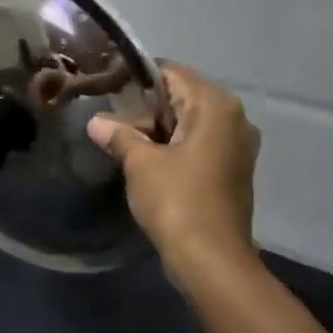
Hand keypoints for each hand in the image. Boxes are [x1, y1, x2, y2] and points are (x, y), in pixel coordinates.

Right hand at [86, 62, 260, 270]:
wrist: (211, 259)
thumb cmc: (177, 201)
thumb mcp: (140, 163)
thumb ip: (119, 135)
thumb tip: (96, 122)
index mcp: (215, 107)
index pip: (172, 73)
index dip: (137, 77)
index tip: (106, 85)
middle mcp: (234, 118)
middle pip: (182, 96)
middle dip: (145, 105)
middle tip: (107, 115)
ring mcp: (236, 146)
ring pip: (190, 122)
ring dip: (157, 128)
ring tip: (119, 137)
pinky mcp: (231, 170)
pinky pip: (198, 143)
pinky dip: (173, 145)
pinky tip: (145, 159)